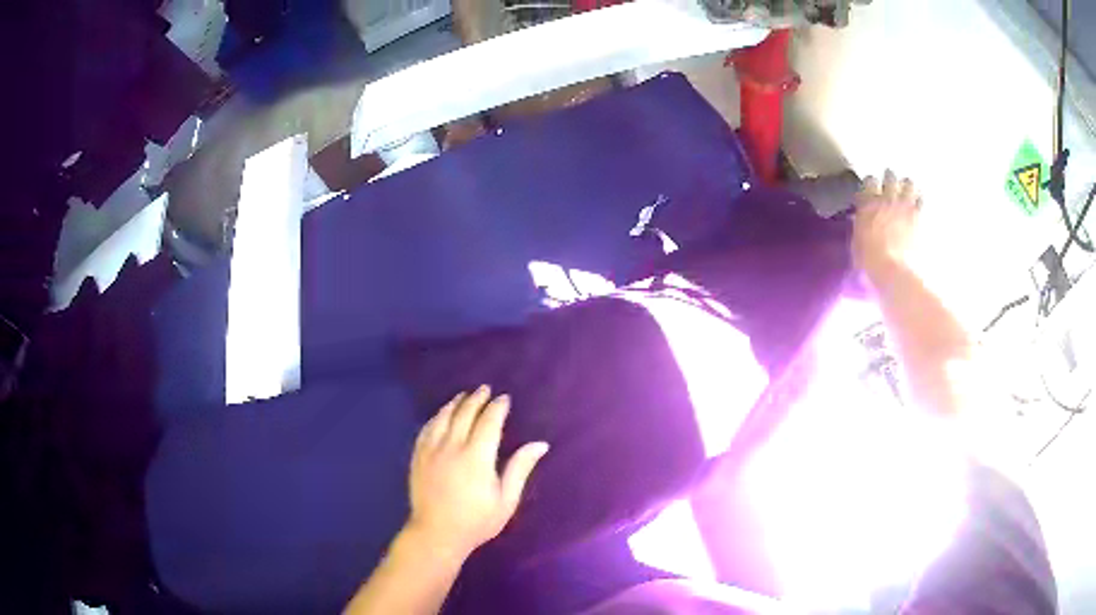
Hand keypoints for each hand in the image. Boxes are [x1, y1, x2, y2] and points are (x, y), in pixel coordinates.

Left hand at [406, 386, 548, 559]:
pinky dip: (436, 417)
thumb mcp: (506, 500)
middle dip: (476, 399)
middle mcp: (452, 447)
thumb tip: (540, 444)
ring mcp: (432, 450)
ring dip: (455, 404)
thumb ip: (520, 469)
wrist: (437, 534)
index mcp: (477, 457)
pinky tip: (441, 415)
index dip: (497, 408)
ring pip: (443, 417)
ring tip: (463, 396)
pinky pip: (426, 429)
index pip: (489, 422)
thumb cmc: (477, 521)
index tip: (504, 399)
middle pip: (464, 414)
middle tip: (485, 389)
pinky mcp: (418, 457)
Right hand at [853, 170, 921, 280]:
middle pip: (890, 176)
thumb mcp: (857, 242)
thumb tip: (861, 221)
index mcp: (868, 203)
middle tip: (891, 185)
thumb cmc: (870, 261)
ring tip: (907, 191)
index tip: (872, 190)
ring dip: (907, 186)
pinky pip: (921, 199)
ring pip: (908, 183)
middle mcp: (886, 198)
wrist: (894, 271)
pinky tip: (919, 204)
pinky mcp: (919, 216)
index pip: (869, 181)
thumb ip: (860, 225)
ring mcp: (904, 205)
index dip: (871, 184)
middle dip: (890, 180)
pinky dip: (920, 200)